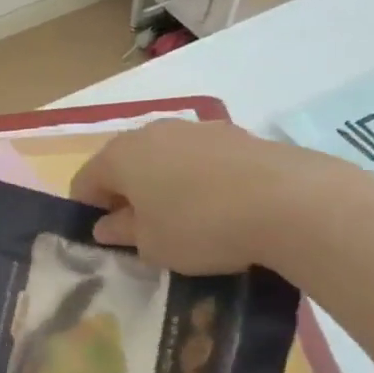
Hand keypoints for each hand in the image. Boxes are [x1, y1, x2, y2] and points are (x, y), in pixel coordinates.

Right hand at [70, 119, 365, 275]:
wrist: (289, 202)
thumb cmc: (200, 227)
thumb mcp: (152, 245)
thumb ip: (122, 233)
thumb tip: (106, 225)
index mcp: (119, 156)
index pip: (84, 182)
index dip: (88, 212)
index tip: (105, 241)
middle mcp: (151, 132)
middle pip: (124, 165)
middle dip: (126, 195)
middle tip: (142, 232)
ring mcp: (195, 128)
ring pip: (164, 158)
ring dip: (163, 185)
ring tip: (185, 220)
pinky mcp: (234, 134)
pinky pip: (200, 159)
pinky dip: (198, 179)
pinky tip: (220, 207)